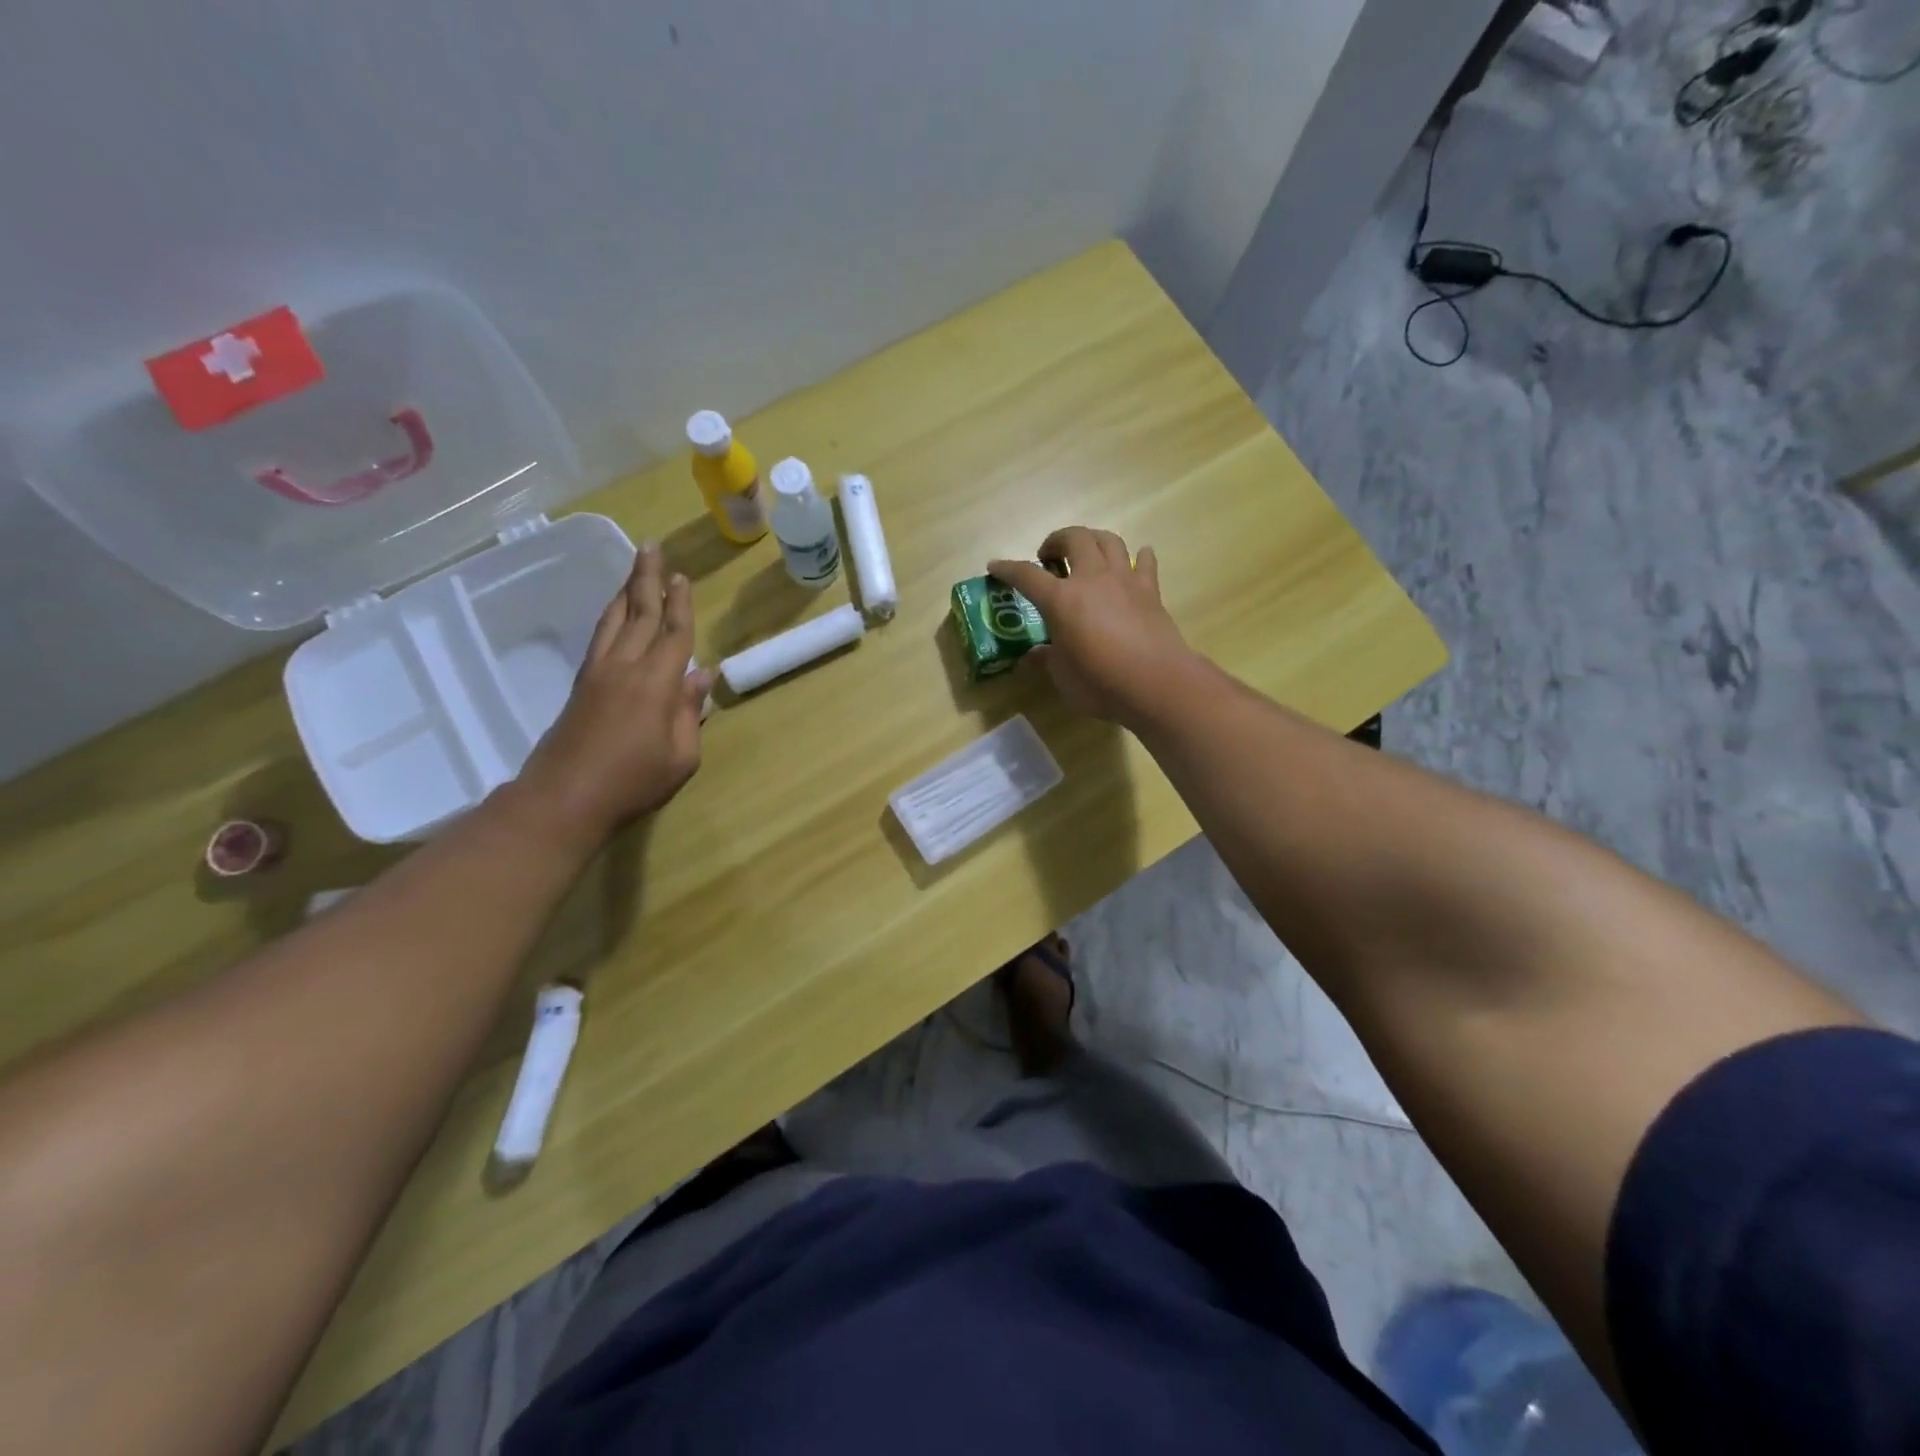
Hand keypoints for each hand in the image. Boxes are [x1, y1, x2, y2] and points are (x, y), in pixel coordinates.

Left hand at [512, 542, 714, 848]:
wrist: (564, 798)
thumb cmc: (633, 782)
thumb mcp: (681, 756)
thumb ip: (691, 712)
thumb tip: (704, 676)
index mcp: (656, 684)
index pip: (674, 633)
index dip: (681, 604)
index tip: (683, 576)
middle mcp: (625, 667)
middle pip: (639, 613)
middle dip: (647, 579)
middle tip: (651, 547)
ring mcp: (597, 673)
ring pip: (613, 620)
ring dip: (625, 591)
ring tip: (635, 570)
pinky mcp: (581, 685)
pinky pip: (600, 637)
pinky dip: (610, 617)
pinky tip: (615, 613)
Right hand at [988, 527, 1195, 725]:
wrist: (1156, 683)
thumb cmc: (1100, 682)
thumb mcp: (1062, 676)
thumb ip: (1045, 660)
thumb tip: (1030, 657)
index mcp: (1061, 600)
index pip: (1027, 575)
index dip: (1008, 569)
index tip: (995, 566)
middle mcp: (1092, 579)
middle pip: (1074, 538)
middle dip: (1056, 540)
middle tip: (1048, 557)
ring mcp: (1124, 580)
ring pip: (1109, 540)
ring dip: (1093, 539)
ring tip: (1086, 553)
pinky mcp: (1150, 591)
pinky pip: (1144, 563)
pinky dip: (1138, 557)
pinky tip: (1136, 560)